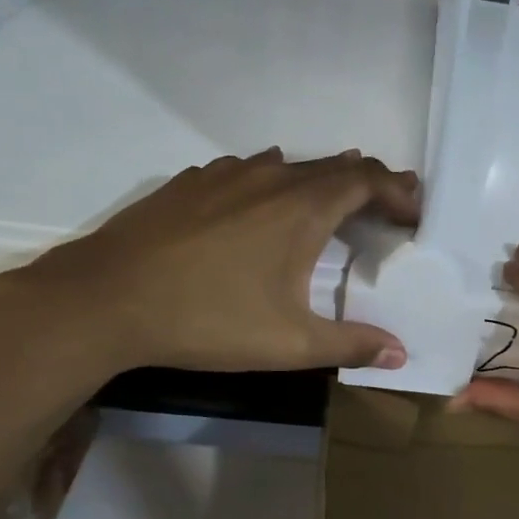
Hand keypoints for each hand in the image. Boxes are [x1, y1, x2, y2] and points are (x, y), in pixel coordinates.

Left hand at [0, 148, 419, 377]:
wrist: (105, 299)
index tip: (414, 213)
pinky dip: (273, 182)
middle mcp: (270, 178)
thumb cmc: (208, 319)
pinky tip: (260, 206)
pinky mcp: (190, 182)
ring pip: (289, 165)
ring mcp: (225, 174)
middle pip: (333, 165)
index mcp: (303, 208)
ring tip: (331, 203)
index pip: (368, 179)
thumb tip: (399, 353)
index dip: (398, 190)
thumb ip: (350, 345)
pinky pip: (247, 170)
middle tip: (386, 207)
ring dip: (319, 180)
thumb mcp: (289, 343)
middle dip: (368, 182)